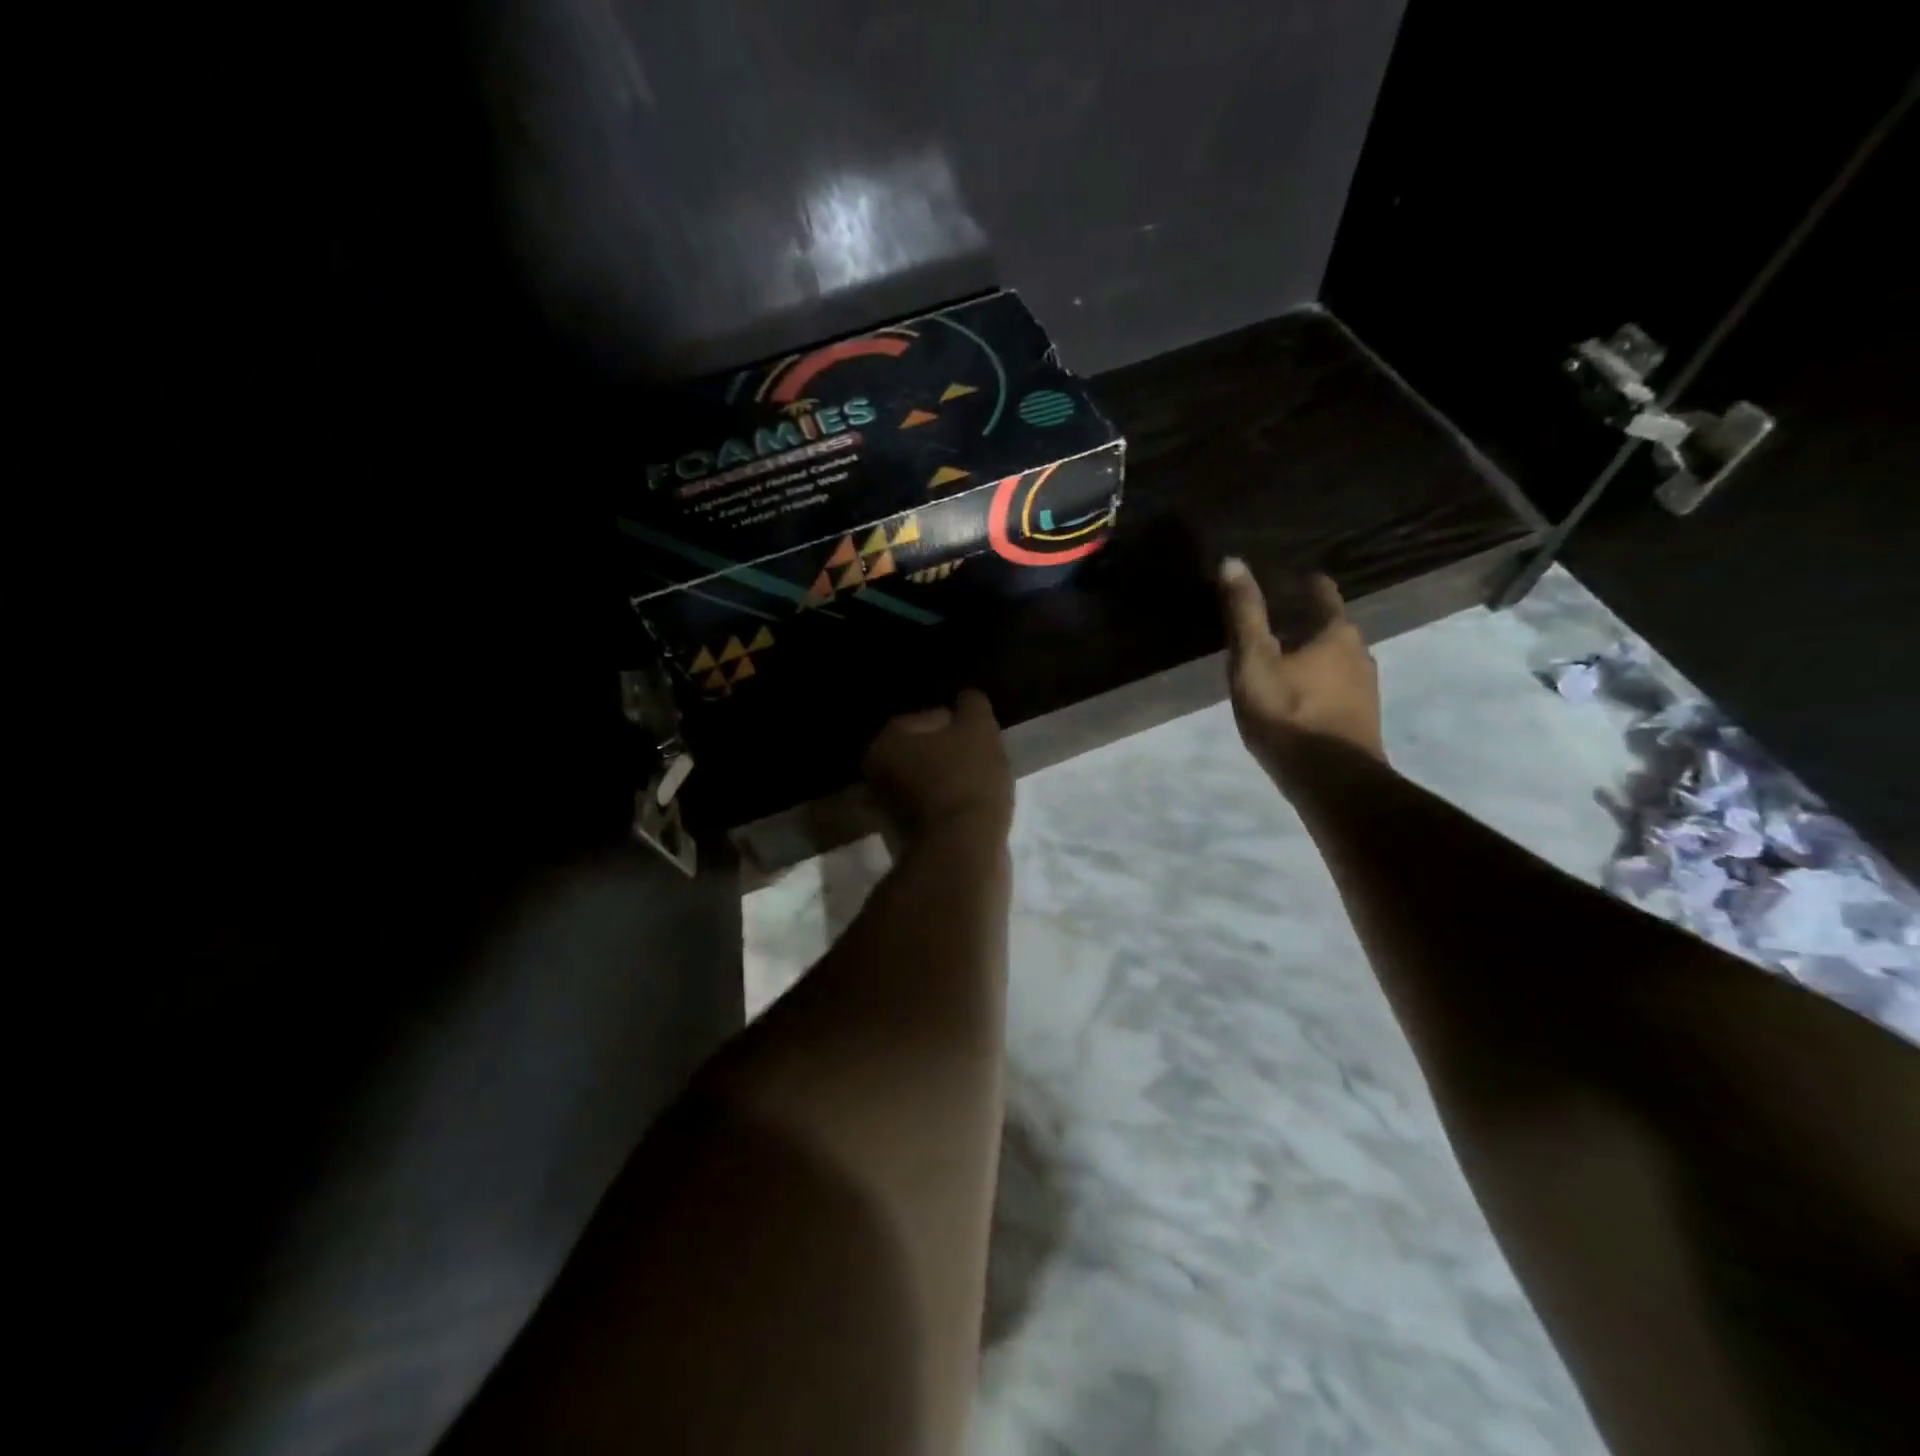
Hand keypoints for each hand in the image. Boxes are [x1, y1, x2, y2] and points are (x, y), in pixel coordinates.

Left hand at [863, 689, 1013, 842]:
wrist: (960, 854)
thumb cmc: (967, 782)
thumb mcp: (979, 730)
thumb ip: (972, 706)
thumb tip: (966, 699)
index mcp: (886, 740)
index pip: (931, 718)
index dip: (962, 727)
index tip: (982, 743)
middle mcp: (875, 772)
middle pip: (926, 751)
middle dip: (952, 755)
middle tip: (982, 765)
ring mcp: (885, 808)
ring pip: (928, 782)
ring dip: (950, 783)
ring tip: (979, 791)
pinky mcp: (901, 837)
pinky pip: (931, 810)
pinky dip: (947, 808)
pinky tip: (969, 814)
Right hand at [1219, 559, 1385, 772]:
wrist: (1333, 781)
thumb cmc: (1288, 714)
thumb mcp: (1254, 661)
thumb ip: (1244, 614)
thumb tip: (1233, 562)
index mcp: (1336, 631)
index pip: (1319, 590)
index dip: (1295, 583)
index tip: (1271, 585)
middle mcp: (1360, 650)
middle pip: (1326, 624)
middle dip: (1296, 622)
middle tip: (1261, 631)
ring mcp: (1365, 686)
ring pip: (1332, 657)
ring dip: (1306, 656)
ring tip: (1272, 667)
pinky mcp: (1362, 717)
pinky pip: (1335, 686)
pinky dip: (1315, 683)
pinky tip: (1292, 700)